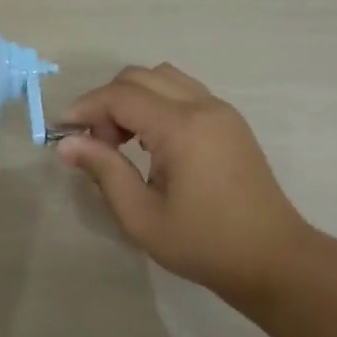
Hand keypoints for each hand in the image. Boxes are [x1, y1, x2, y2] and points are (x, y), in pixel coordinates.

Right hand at [57, 64, 314, 310]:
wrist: (274, 260)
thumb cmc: (204, 244)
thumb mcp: (141, 216)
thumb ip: (104, 171)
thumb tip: (67, 144)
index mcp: (182, 128)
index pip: (120, 96)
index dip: (84, 109)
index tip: (61, 134)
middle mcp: (203, 106)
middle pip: (138, 77)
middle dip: (106, 102)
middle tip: (96, 144)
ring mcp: (221, 110)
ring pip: (162, 77)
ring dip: (131, 99)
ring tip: (121, 141)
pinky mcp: (229, 121)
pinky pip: (182, 91)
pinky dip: (155, 103)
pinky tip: (149, 142)